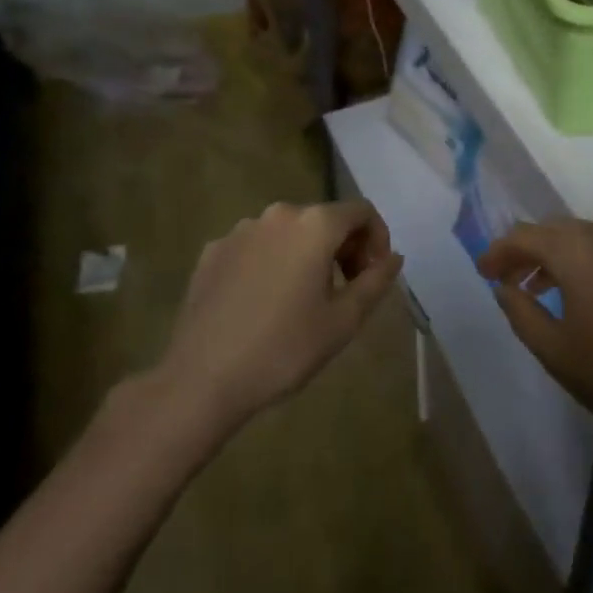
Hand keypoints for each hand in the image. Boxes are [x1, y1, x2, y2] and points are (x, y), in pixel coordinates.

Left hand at [156, 200, 403, 440]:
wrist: (200, 380)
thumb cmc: (283, 349)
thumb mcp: (343, 321)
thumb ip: (376, 281)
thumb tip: (393, 257)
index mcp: (314, 225)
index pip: (361, 212)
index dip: (377, 238)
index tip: (374, 274)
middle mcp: (278, 215)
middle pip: (325, 219)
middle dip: (344, 247)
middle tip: (346, 290)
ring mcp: (241, 230)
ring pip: (289, 233)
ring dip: (307, 254)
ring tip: (303, 299)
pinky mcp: (213, 251)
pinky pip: (257, 247)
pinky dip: (272, 263)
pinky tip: (264, 303)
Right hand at [478, 219, 592, 458]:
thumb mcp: (558, 353)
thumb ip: (522, 313)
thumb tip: (504, 287)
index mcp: (578, 249)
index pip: (525, 235)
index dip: (499, 252)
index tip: (482, 272)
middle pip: (556, 230)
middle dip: (528, 251)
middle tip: (509, 279)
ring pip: (587, 238)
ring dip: (560, 257)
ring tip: (543, 289)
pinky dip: (590, 263)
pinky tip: (589, 296)